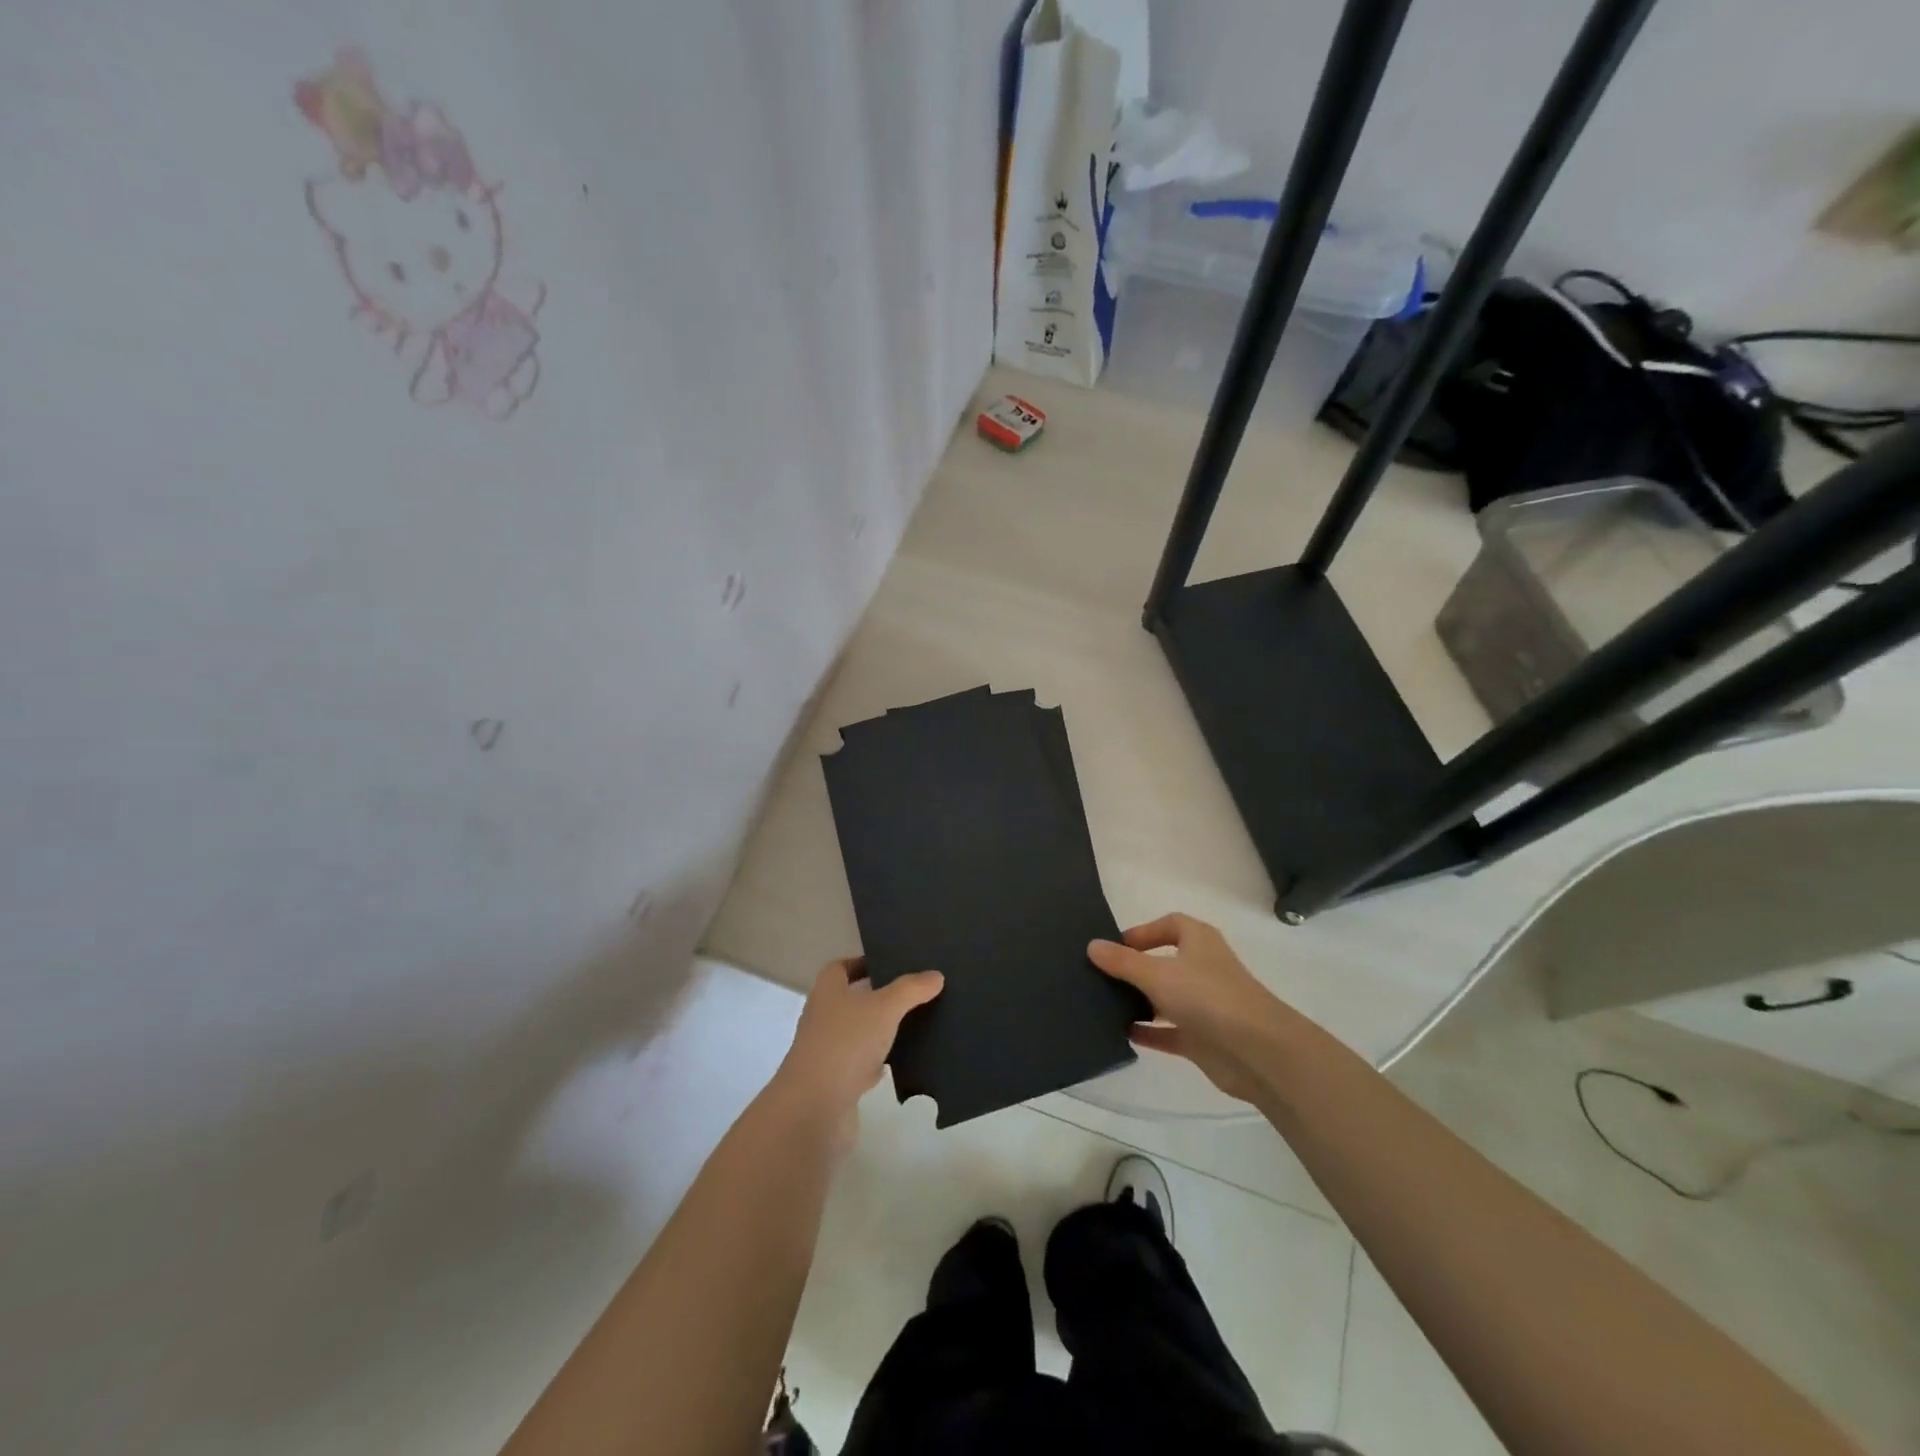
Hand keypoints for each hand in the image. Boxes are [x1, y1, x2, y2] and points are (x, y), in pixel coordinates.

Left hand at [767, 958, 943, 1147]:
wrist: (815, 1109)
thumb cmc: (846, 1044)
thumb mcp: (884, 1008)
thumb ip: (910, 989)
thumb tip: (935, 975)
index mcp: (827, 992)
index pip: (840, 967)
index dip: (862, 963)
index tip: (891, 963)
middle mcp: (823, 1018)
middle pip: (851, 999)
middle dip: (878, 996)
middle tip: (913, 992)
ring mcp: (828, 1052)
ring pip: (859, 1033)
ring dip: (881, 1030)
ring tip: (916, 1023)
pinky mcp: (837, 1083)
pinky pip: (862, 1064)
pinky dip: (880, 1062)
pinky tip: (903, 1061)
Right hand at [1088, 914, 1292, 1104]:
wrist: (1259, 1052)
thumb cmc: (1208, 997)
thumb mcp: (1157, 973)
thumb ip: (1123, 961)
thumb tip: (1092, 945)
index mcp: (1199, 941)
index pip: (1170, 924)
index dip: (1144, 931)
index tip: (1115, 945)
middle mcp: (1203, 968)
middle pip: (1164, 961)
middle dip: (1135, 968)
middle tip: (1101, 975)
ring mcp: (1205, 1005)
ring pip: (1166, 997)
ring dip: (1140, 1000)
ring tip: (1104, 1003)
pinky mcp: (1204, 1038)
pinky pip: (1169, 1031)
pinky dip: (1149, 1032)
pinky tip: (1122, 1033)